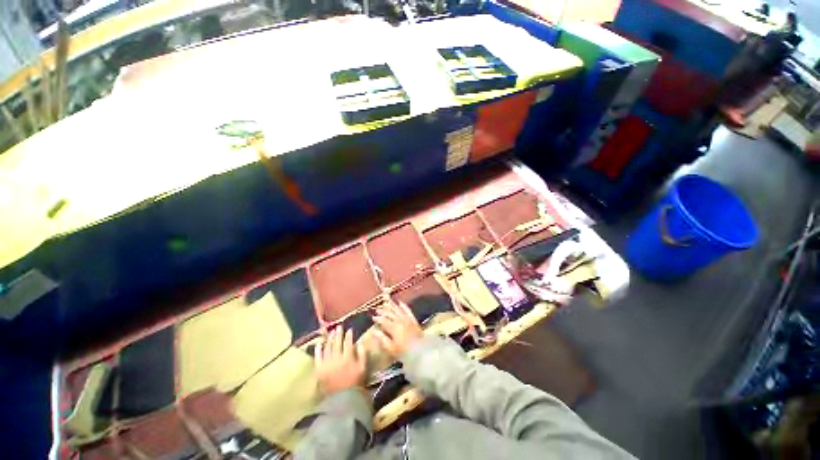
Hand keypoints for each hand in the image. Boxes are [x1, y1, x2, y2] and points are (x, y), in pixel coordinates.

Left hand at [316, 328, 366, 395]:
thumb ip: (362, 354)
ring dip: (329, 339)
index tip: (349, 329)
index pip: (348, 343)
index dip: (349, 335)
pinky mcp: (319, 370)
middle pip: (337, 343)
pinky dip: (318, 349)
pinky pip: (318, 357)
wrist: (341, 400)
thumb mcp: (363, 368)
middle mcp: (337, 359)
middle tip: (339, 327)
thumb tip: (360, 342)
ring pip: (328, 348)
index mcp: (348, 358)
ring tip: (331, 332)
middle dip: (338, 334)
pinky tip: (319, 343)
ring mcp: (327, 364)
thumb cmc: (355, 384)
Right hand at [372, 302, 422, 359]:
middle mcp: (400, 321)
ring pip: (398, 310)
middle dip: (383, 311)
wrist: (421, 352)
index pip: (383, 321)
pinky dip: (403, 306)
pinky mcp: (413, 319)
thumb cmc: (404, 353)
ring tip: (386, 302)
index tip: (373, 317)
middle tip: (377, 309)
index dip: (378, 318)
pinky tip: (400, 302)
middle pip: (390, 314)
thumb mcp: (391, 348)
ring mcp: (407, 319)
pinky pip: (408, 310)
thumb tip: (374, 332)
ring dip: (392, 306)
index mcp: (393, 328)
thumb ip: (382, 339)